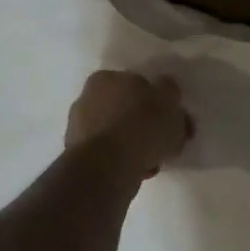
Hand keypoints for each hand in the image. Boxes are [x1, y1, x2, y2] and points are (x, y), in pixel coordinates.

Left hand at [65, 71, 193, 179]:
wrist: (106, 167)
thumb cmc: (140, 126)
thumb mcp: (169, 100)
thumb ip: (170, 92)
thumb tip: (166, 94)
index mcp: (106, 78)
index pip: (137, 84)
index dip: (157, 102)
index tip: (171, 120)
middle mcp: (87, 98)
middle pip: (126, 110)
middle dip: (145, 126)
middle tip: (165, 143)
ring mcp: (79, 129)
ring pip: (118, 135)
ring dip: (135, 146)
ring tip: (154, 162)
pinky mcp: (79, 157)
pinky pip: (110, 156)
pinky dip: (124, 162)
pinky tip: (139, 172)